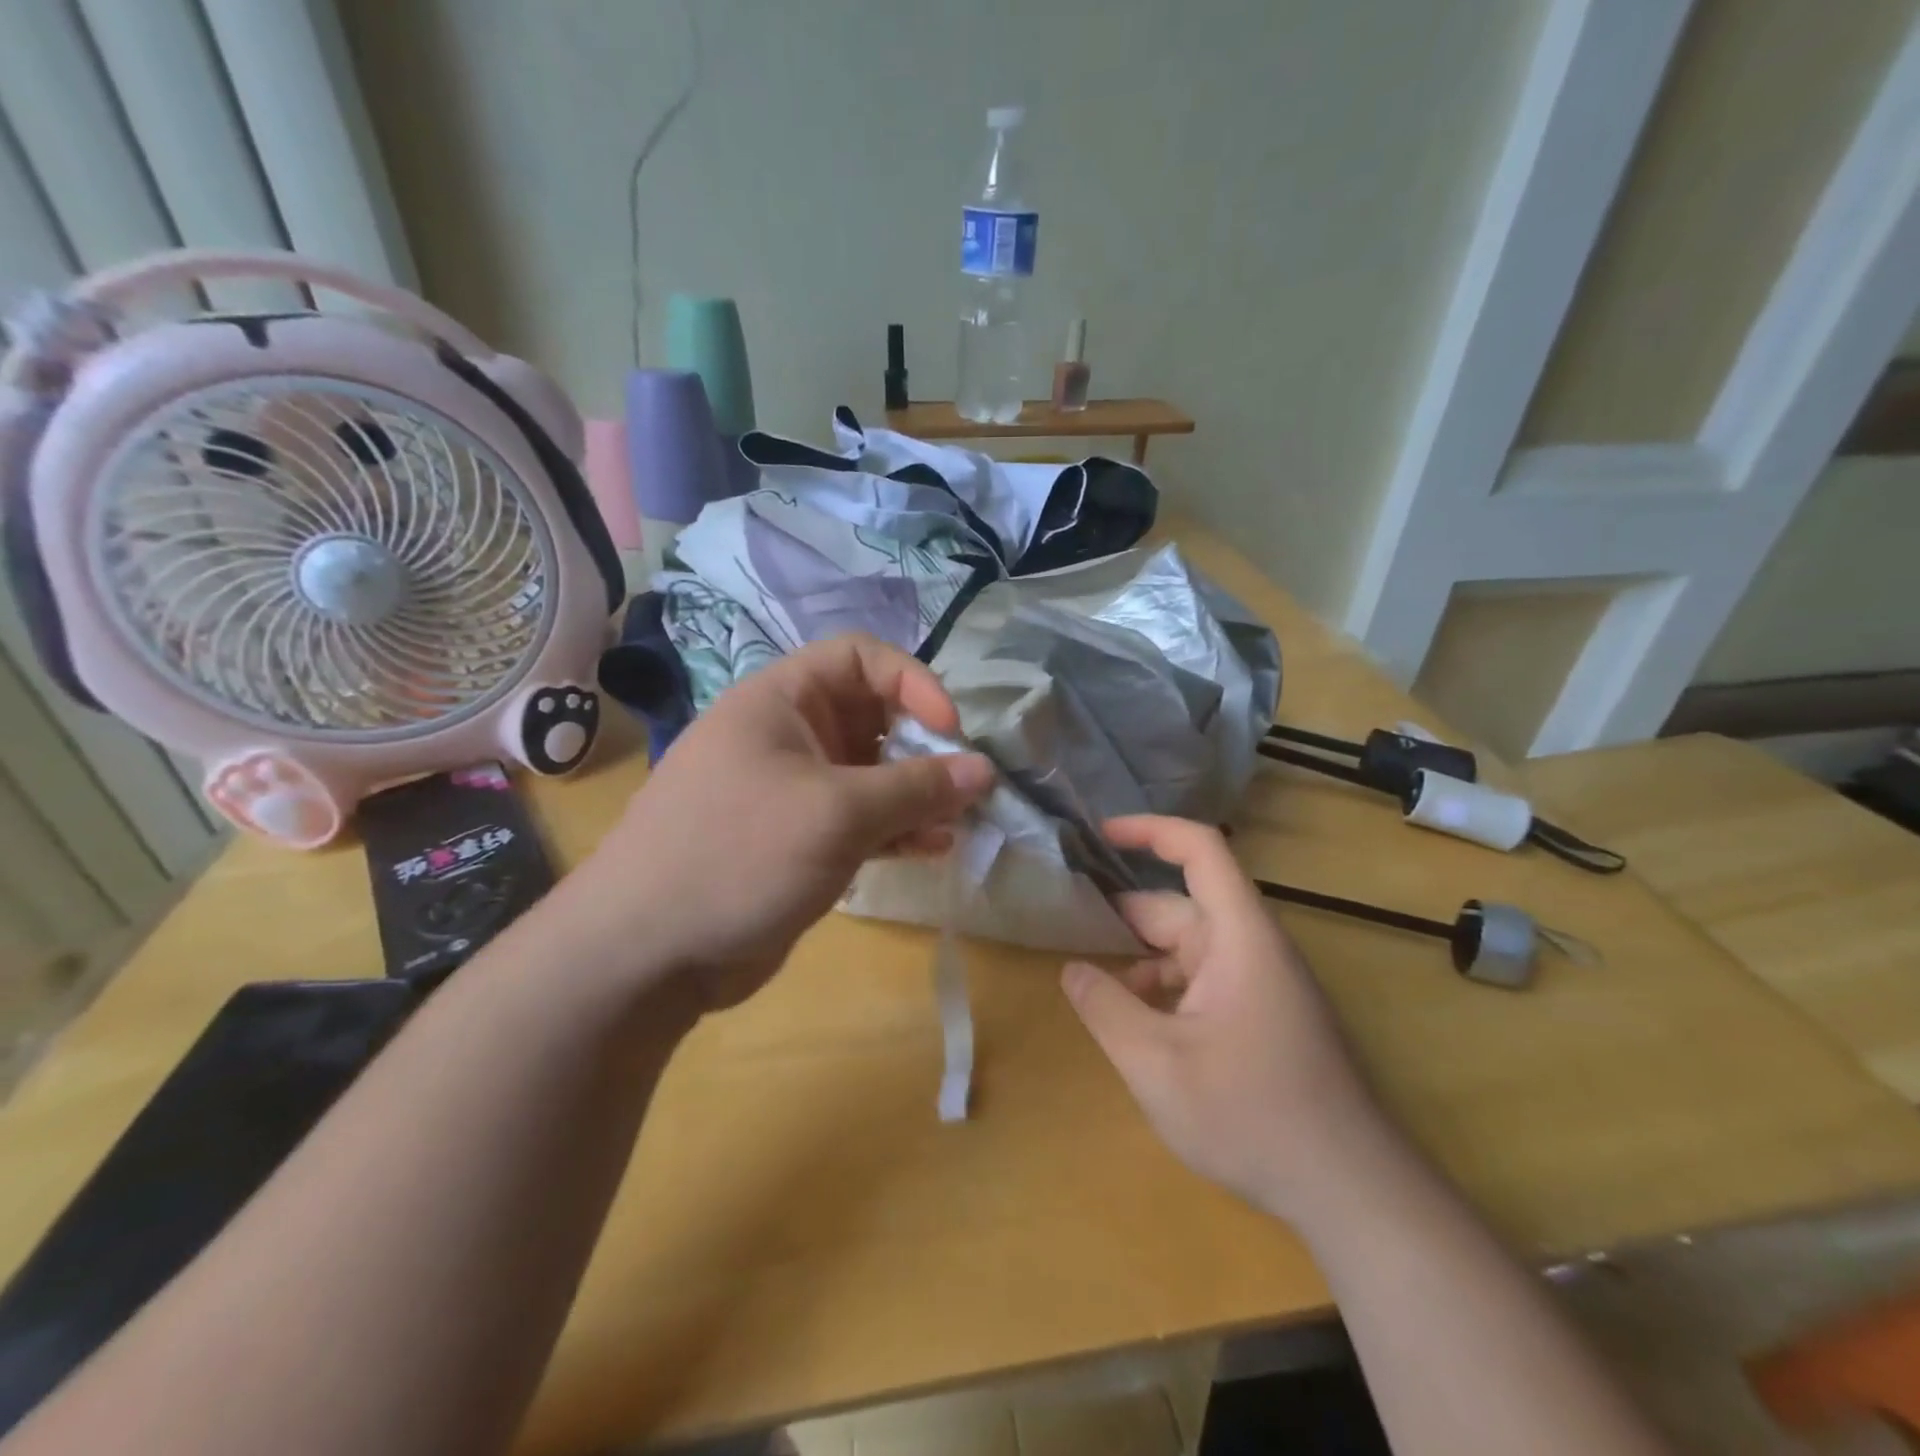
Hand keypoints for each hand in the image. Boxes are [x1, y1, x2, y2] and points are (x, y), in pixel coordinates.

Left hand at [566, 633, 993, 1010]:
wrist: (647, 953)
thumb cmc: (738, 855)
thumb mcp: (835, 813)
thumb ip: (916, 789)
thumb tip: (984, 770)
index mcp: (782, 701)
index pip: (860, 659)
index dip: (912, 682)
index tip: (950, 730)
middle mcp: (789, 736)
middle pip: (874, 717)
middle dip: (924, 747)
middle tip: (964, 785)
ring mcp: (795, 791)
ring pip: (874, 775)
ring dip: (919, 795)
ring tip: (959, 823)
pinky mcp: (801, 840)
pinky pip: (863, 821)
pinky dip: (898, 830)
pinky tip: (934, 849)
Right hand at [1061, 816, 1386, 1222]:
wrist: (1352, 1193)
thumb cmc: (1251, 1115)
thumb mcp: (1155, 1063)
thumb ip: (1104, 1008)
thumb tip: (1071, 968)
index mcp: (1239, 935)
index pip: (1199, 849)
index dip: (1149, 830)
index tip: (1098, 834)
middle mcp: (1253, 947)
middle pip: (1181, 907)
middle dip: (1124, 918)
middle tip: (1067, 932)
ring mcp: (1262, 983)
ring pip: (1188, 949)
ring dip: (1142, 962)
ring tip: (1096, 992)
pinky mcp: (1264, 1016)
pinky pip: (1204, 981)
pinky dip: (1166, 990)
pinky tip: (1140, 1028)